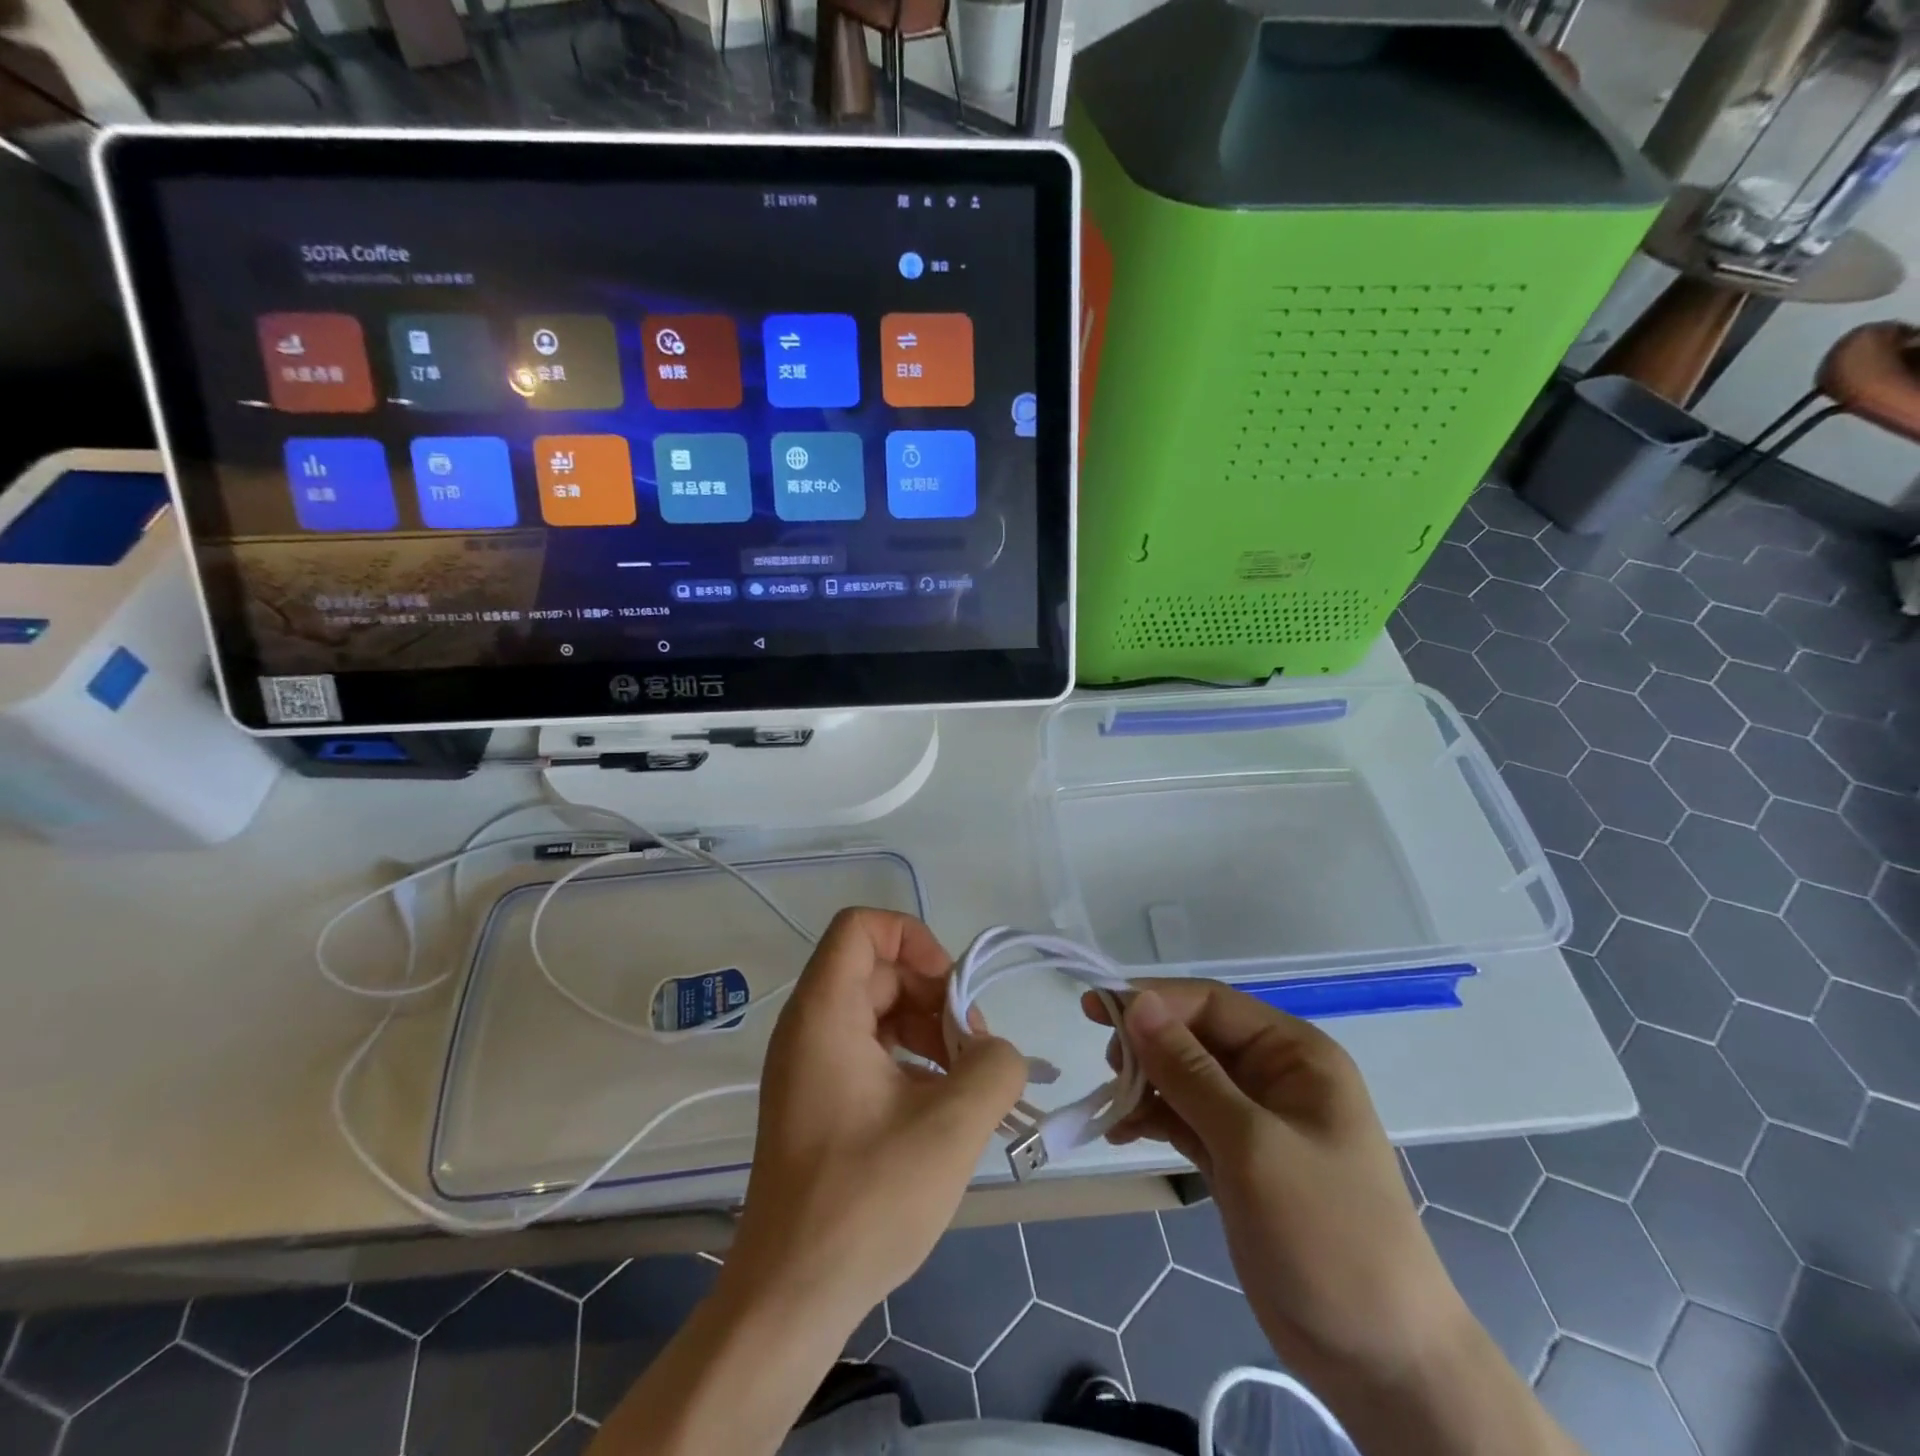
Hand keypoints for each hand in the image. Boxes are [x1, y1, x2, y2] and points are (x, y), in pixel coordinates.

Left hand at [727, 908, 1027, 1325]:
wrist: (790, 1297)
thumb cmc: (864, 1201)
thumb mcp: (950, 1128)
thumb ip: (994, 1067)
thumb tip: (997, 1049)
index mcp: (824, 1013)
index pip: (861, 926)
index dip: (914, 939)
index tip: (952, 992)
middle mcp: (809, 1027)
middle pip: (880, 971)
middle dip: (936, 998)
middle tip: (974, 1052)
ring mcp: (810, 1065)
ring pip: (880, 1012)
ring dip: (929, 1033)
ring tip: (966, 1084)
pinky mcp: (818, 1100)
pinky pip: (871, 1051)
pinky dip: (911, 1063)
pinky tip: (942, 1109)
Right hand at [1084, 983, 1462, 1394]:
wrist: (1379, 1359)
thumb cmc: (1327, 1234)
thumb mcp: (1252, 1145)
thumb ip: (1189, 1071)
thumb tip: (1136, 1002)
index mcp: (1294, 1053)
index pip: (1210, 1003)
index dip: (1153, 1000)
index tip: (1096, 1010)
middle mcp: (1274, 1074)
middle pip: (1193, 1036)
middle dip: (1146, 1045)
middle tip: (1105, 1068)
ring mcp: (1254, 1118)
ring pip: (1183, 1076)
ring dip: (1143, 1083)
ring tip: (1111, 1105)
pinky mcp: (1236, 1158)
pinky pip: (1183, 1118)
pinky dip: (1152, 1119)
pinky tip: (1120, 1131)